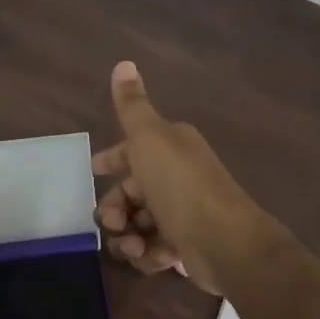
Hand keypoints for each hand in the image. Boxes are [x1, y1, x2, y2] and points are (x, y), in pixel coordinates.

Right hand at [92, 61, 262, 294]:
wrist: (225, 242)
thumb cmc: (181, 185)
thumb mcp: (149, 138)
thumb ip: (132, 105)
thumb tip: (123, 62)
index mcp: (171, 147)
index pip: (133, 150)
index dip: (112, 160)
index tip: (94, 171)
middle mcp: (178, 176)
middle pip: (131, 191)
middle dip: (115, 207)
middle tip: (112, 222)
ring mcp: (183, 213)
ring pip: (138, 223)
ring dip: (127, 235)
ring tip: (132, 244)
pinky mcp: (186, 245)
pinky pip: (153, 249)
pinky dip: (147, 254)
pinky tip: (150, 256)